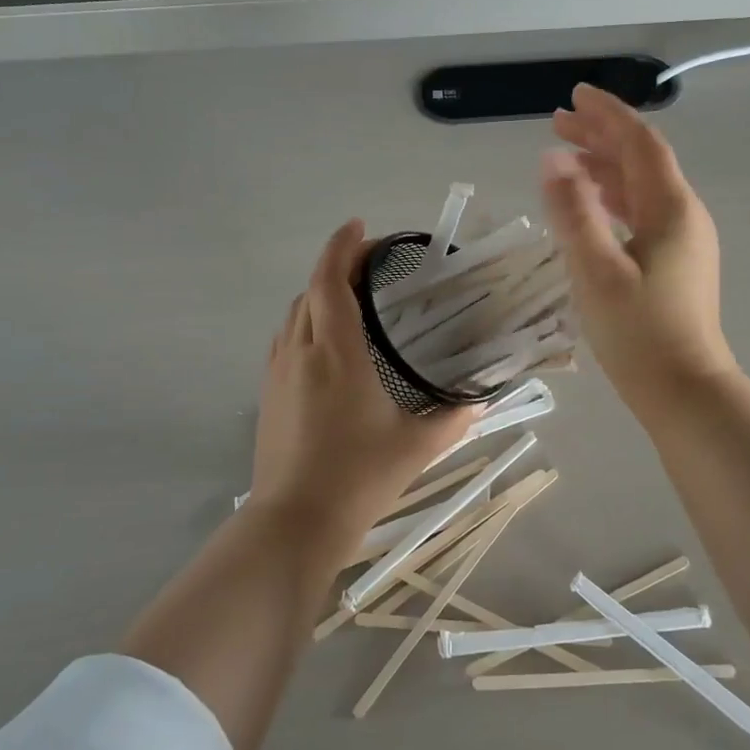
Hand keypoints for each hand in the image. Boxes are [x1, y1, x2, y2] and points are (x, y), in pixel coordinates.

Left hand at [249, 220, 476, 532]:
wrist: (295, 521)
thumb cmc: (358, 478)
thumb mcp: (416, 447)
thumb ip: (453, 419)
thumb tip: (480, 400)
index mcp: (337, 353)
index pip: (330, 281)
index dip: (343, 247)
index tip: (361, 227)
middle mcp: (301, 352)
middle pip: (311, 291)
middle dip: (336, 266)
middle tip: (370, 263)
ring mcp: (278, 372)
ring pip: (294, 314)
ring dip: (319, 294)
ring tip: (351, 296)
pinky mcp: (269, 394)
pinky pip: (286, 339)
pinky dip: (306, 322)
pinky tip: (327, 342)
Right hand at [541, 84, 736, 409]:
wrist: (685, 391)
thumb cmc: (639, 333)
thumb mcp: (597, 271)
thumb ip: (573, 213)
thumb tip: (553, 160)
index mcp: (670, 209)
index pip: (639, 143)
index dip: (607, 115)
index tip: (574, 96)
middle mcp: (683, 216)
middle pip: (641, 160)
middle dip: (601, 137)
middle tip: (558, 123)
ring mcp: (684, 241)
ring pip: (642, 188)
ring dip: (606, 167)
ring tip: (568, 158)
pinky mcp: (676, 264)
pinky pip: (643, 213)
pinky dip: (615, 198)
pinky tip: (594, 206)